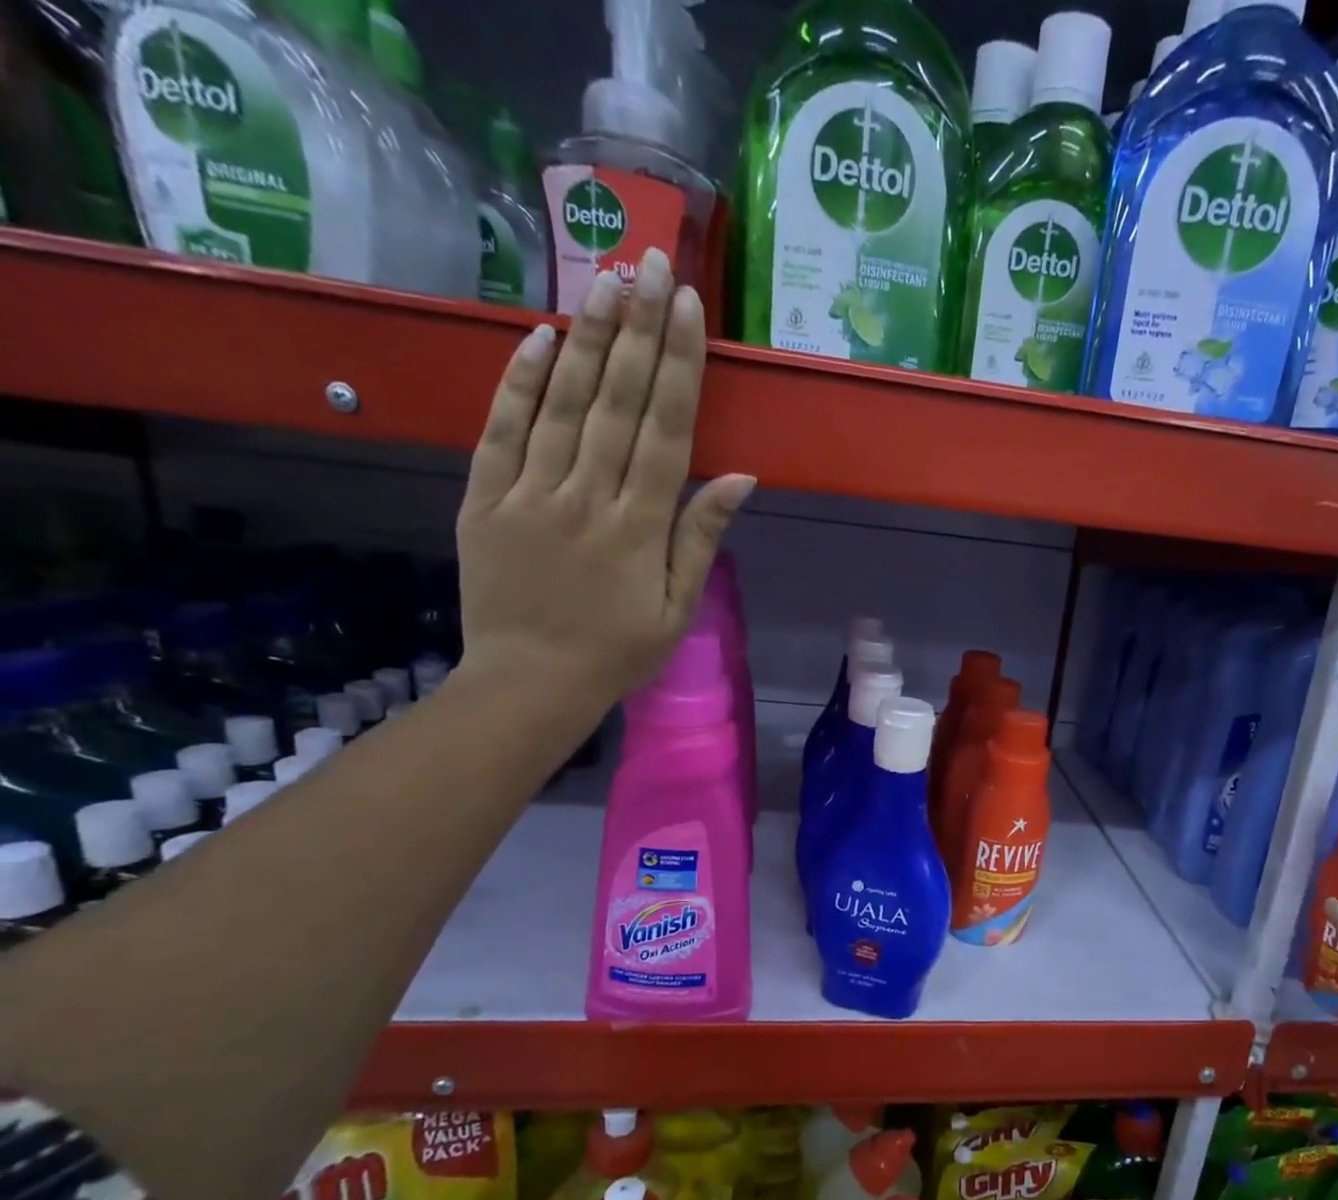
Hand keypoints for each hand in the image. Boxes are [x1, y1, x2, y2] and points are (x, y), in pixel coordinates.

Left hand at [455, 250, 754, 711]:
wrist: (529, 684)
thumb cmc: (617, 651)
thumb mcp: (678, 608)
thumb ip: (701, 537)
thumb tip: (738, 477)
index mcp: (639, 527)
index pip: (665, 430)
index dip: (679, 366)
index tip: (687, 308)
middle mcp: (586, 497)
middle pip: (617, 401)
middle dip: (637, 329)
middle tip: (649, 262)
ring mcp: (529, 494)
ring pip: (561, 404)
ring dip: (586, 339)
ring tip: (604, 279)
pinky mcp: (484, 499)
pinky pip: (500, 431)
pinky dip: (518, 383)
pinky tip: (540, 338)